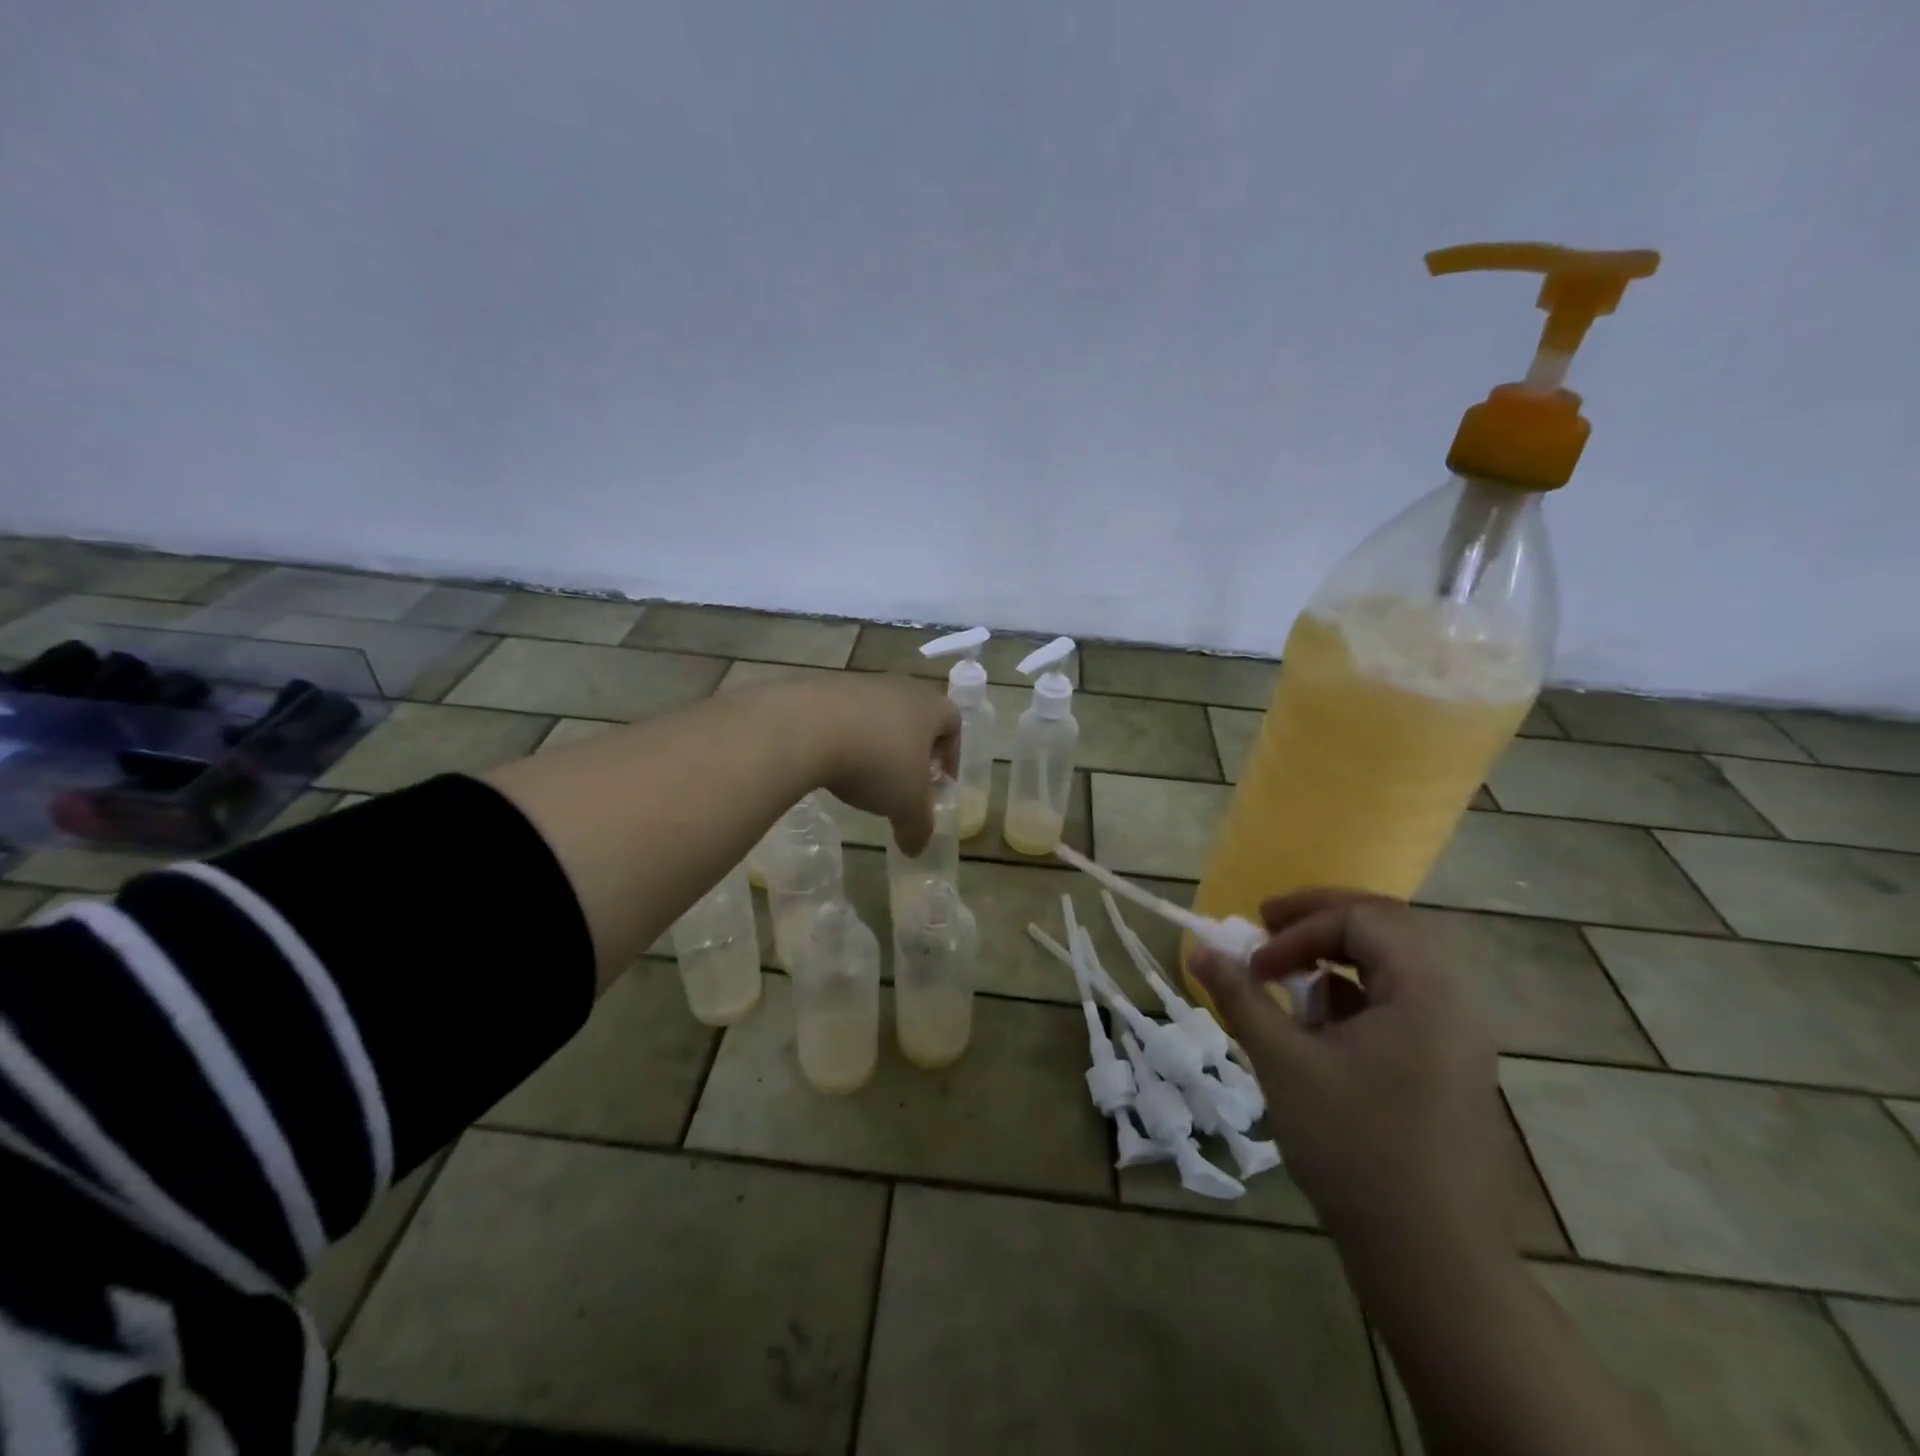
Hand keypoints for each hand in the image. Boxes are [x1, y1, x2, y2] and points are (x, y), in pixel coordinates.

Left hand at [796, 674, 957, 853]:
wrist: (808, 728)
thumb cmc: (876, 763)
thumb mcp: (905, 806)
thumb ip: (918, 828)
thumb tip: (917, 849)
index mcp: (931, 707)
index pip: (953, 723)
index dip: (951, 754)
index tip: (939, 782)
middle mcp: (900, 687)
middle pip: (915, 715)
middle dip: (913, 748)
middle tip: (904, 780)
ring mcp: (860, 682)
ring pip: (878, 713)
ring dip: (877, 741)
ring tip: (864, 774)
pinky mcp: (823, 686)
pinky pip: (844, 714)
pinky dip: (844, 736)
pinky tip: (832, 762)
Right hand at [1191, 890, 1509, 1262]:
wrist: (1432, 1263)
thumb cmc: (1355, 1150)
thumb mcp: (1284, 1064)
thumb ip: (1241, 997)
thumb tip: (1201, 950)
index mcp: (1426, 992)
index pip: (1360, 920)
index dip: (1299, 929)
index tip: (1255, 963)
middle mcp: (1453, 1003)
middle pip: (1387, 927)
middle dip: (1321, 920)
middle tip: (1268, 925)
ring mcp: (1457, 1038)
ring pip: (1395, 965)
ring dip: (1337, 957)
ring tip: (1289, 979)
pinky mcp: (1449, 1068)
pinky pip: (1401, 1004)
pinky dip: (1354, 996)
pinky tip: (1318, 1028)